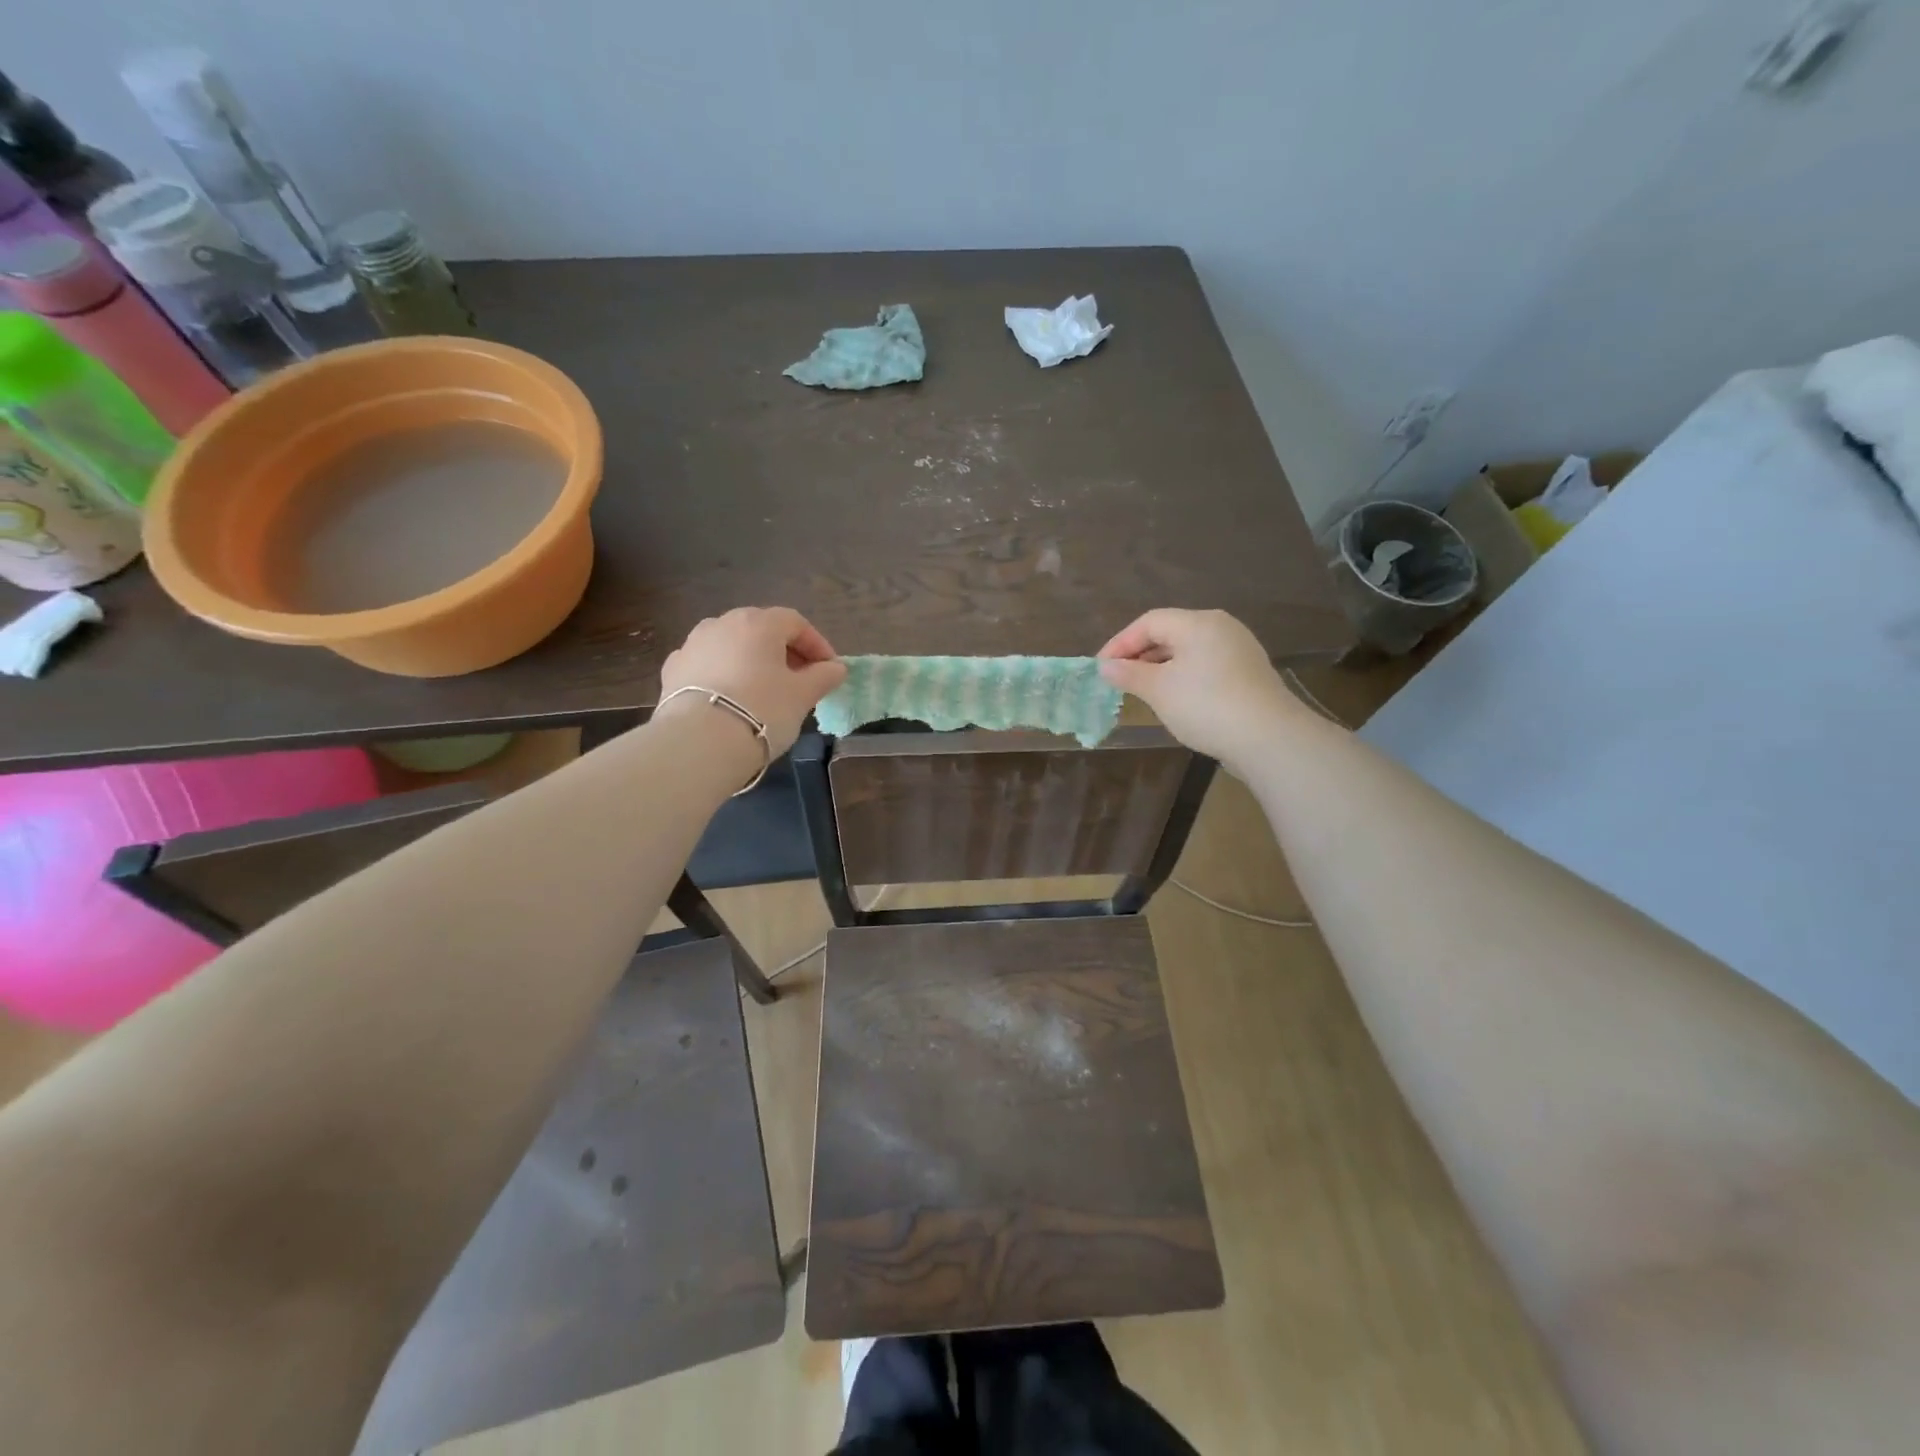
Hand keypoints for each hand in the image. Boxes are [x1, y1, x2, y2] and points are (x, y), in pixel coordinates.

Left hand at [659, 607, 846, 756]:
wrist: (699, 742)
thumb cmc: (762, 710)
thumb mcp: (802, 696)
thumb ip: (822, 677)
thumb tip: (836, 668)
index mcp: (758, 623)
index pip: (795, 623)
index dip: (816, 644)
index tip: (829, 670)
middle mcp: (722, 623)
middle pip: (760, 630)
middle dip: (783, 651)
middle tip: (799, 680)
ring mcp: (691, 645)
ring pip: (731, 645)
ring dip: (751, 661)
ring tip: (764, 690)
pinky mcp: (672, 670)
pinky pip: (707, 664)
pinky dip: (723, 674)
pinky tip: (730, 698)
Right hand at [1097, 608, 1303, 767]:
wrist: (1269, 738)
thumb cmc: (1206, 705)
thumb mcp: (1159, 690)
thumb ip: (1129, 673)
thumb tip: (1105, 666)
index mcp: (1198, 622)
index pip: (1149, 622)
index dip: (1120, 642)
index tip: (1101, 668)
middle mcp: (1221, 627)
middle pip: (1170, 633)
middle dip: (1140, 655)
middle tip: (1118, 679)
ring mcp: (1238, 649)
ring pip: (1188, 651)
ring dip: (1160, 667)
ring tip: (1142, 691)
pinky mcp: (1248, 673)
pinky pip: (1205, 666)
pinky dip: (1183, 676)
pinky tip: (1175, 699)